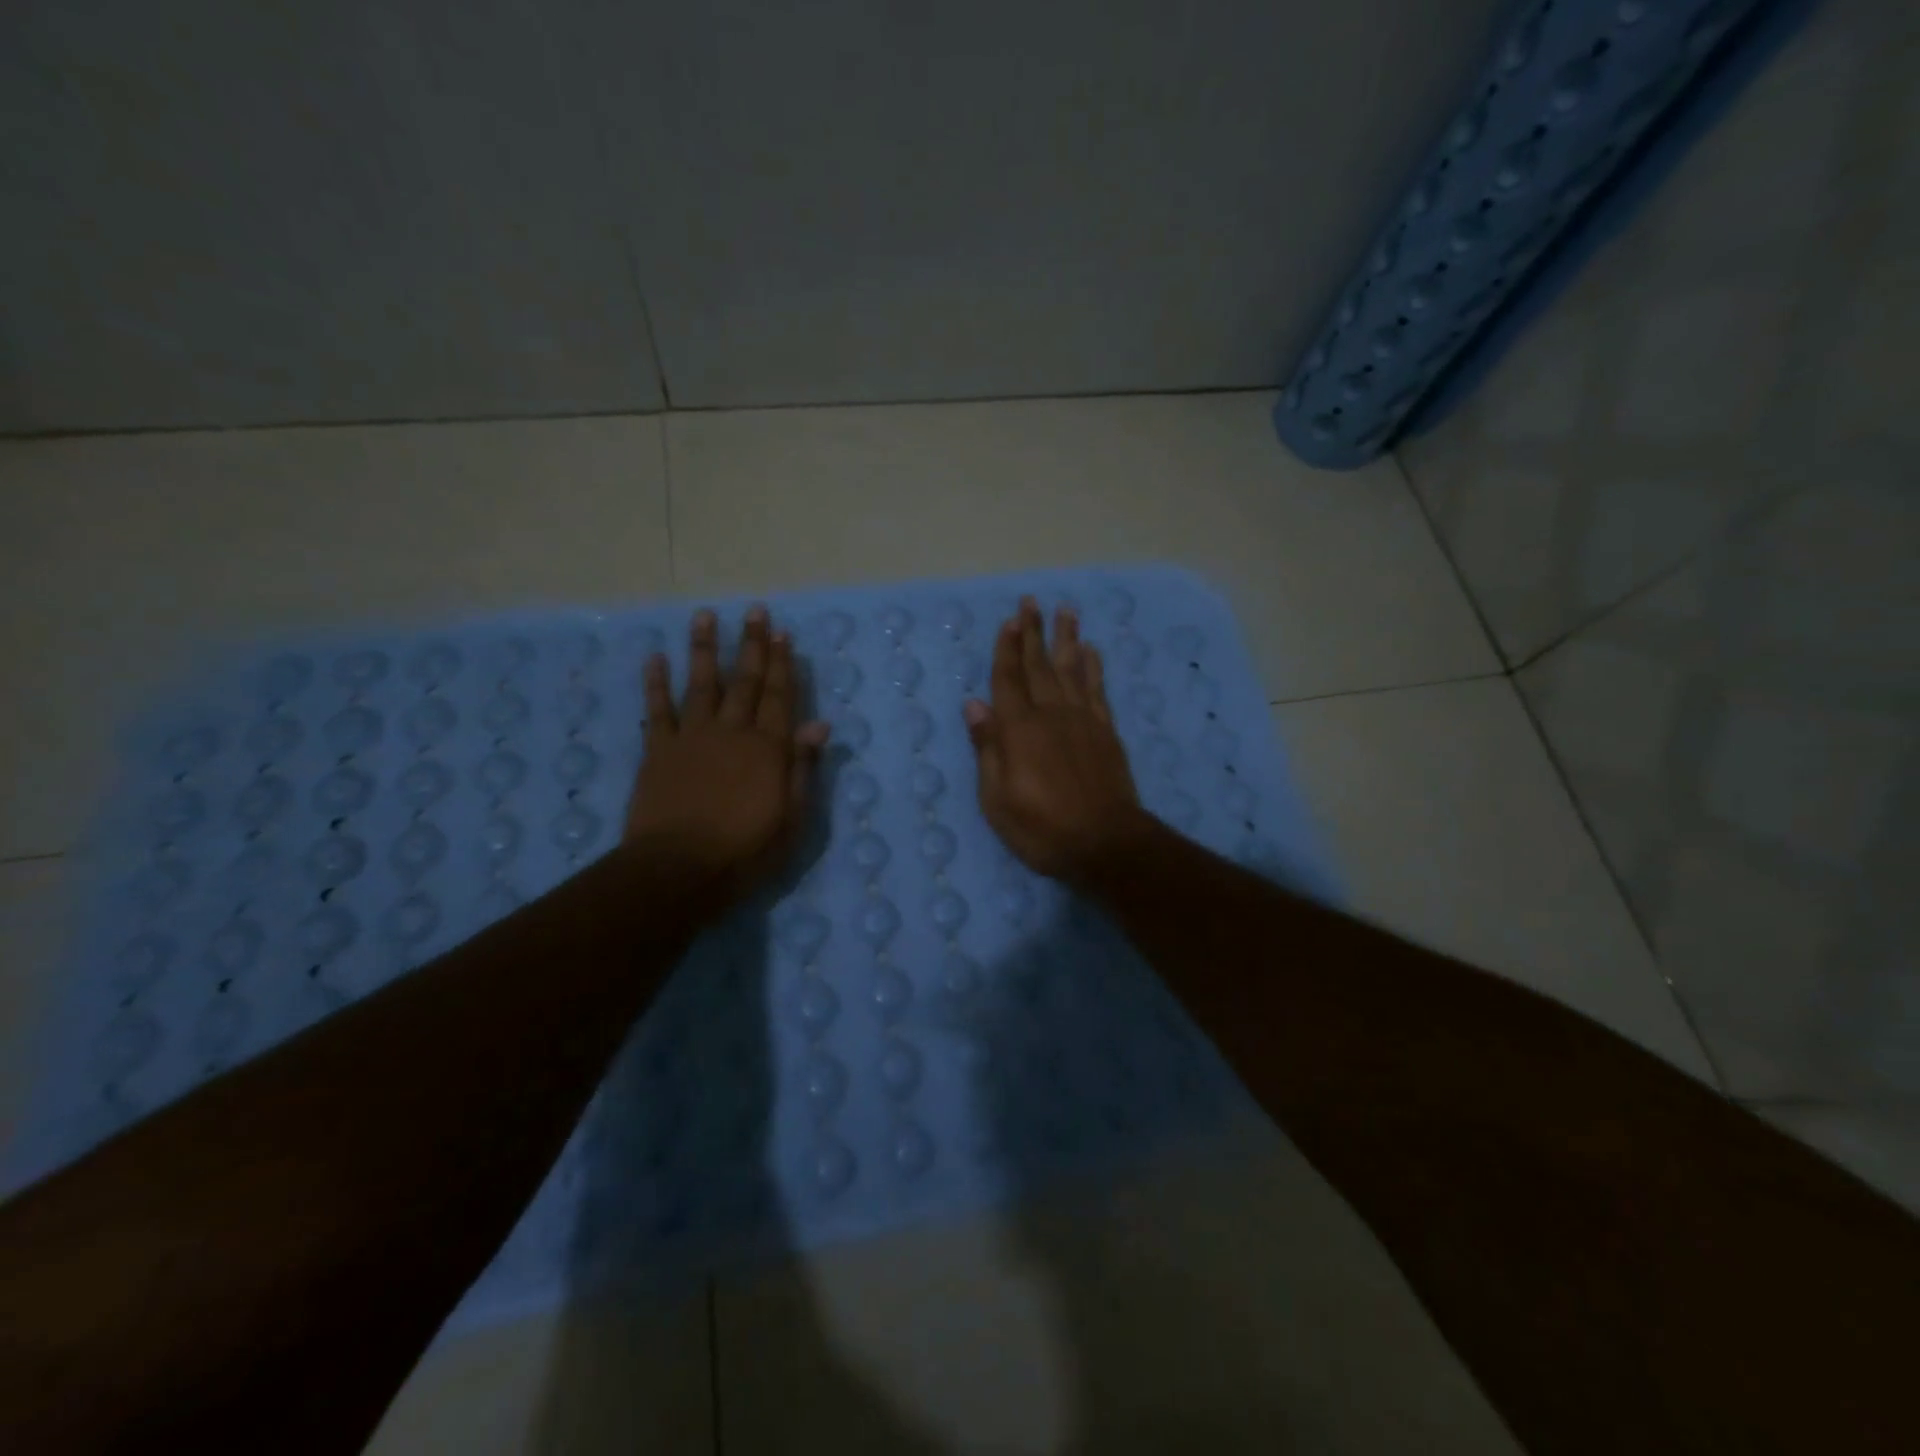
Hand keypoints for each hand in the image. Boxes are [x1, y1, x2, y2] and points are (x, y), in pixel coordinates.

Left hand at [626, 606, 829, 907]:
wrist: (678, 871)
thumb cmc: (745, 851)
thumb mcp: (792, 818)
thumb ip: (803, 767)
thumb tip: (819, 723)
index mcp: (768, 748)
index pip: (780, 697)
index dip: (783, 664)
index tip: (784, 633)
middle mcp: (732, 732)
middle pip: (745, 681)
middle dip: (752, 645)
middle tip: (755, 611)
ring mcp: (692, 738)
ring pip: (701, 684)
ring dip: (704, 648)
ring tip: (705, 616)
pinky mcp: (658, 751)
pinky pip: (657, 710)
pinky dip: (655, 683)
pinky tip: (655, 658)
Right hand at [963, 597, 1151, 884]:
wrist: (1106, 843)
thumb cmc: (1042, 828)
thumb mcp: (997, 799)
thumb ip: (987, 748)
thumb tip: (974, 705)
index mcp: (1019, 730)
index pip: (1008, 679)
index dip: (1006, 649)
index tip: (1009, 620)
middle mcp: (1051, 714)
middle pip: (1039, 666)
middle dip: (1033, 632)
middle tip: (1031, 601)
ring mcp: (1083, 720)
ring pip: (1072, 669)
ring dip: (1066, 639)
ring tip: (1066, 611)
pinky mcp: (1106, 732)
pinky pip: (1098, 690)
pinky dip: (1094, 668)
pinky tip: (1092, 651)